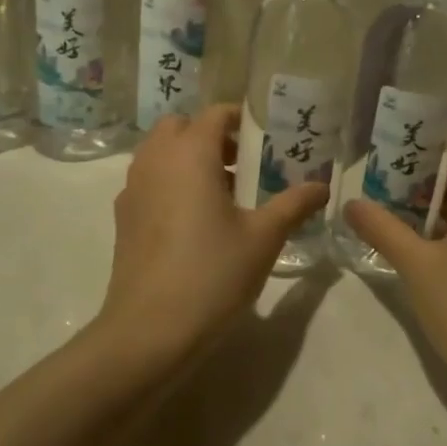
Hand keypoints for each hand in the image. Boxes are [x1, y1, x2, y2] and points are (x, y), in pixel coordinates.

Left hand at [99, 104, 329, 363]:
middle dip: (211, 135)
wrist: (149, 331)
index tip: (266, 136)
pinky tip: (194, 220)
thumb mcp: (264, 238)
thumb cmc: (212, 273)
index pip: (214, 113)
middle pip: (181, 126)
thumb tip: (323, 186)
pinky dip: (170, 182)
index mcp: (190, 154)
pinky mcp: (123, 217)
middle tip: (244, 163)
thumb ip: (294, 204)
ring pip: (160, 153)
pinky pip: (149, 180)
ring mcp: (133, 188)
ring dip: (189, 158)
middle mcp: (156, 160)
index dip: (241, 118)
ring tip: (224, 193)